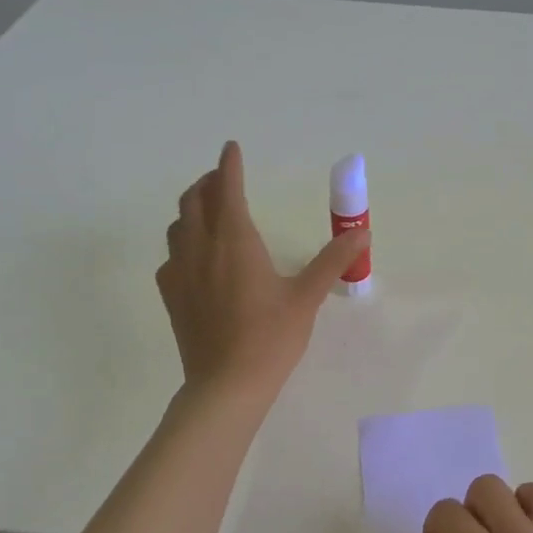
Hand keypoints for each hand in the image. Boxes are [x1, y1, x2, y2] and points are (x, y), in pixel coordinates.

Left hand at [156, 141, 368, 398]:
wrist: (226, 384)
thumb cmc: (271, 337)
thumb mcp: (307, 296)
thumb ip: (333, 260)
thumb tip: (362, 232)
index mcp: (235, 241)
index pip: (227, 189)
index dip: (229, 165)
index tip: (231, 148)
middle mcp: (201, 248)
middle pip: (194, 200)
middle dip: (208, 183)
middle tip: (224, 178)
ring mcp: (179, 272)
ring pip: (178, 225)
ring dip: (192, 209)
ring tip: (209, 211)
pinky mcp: (171, 295)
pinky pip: (171, 255)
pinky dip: (183, 242)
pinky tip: (196, 257)